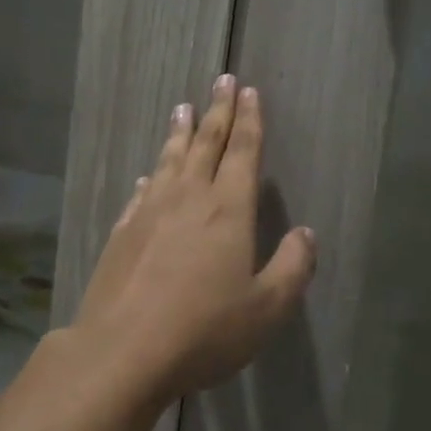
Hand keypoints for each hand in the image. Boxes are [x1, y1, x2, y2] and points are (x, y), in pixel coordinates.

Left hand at [70, 75, 315, 400]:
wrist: (123, 349)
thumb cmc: (204, 330)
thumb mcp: (266, 308)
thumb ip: (293, 268)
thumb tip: (306, 234)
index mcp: (228, 209)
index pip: (243, 152)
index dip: (249, 120)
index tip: (248, 91)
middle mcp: (189, 198)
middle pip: (206, 143)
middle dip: (217, 111)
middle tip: (221, 80)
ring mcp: (150, 212)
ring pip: (170, 160)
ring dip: (180, 132)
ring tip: (183, 108)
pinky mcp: (124, 232)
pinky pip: (142, 191)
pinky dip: (151, 175)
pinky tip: (149, 173)